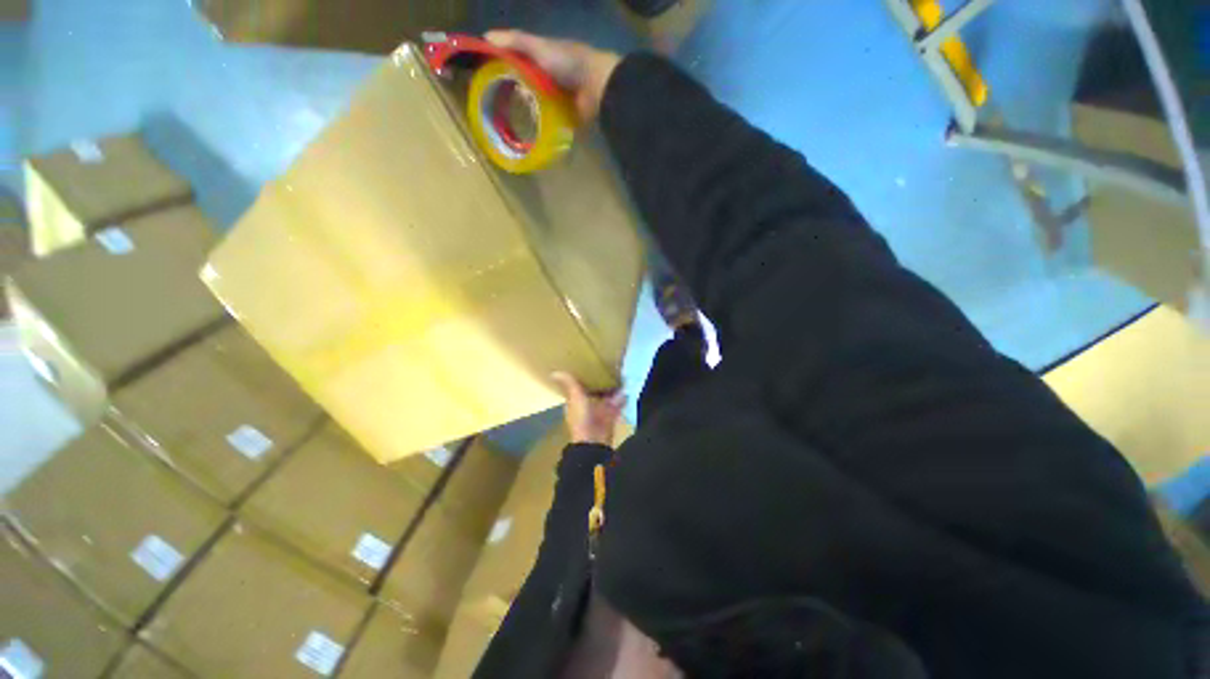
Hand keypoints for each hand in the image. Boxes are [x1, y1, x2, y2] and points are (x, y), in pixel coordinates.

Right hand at [485, 30, 621, 120]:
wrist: (597, 87)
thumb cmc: (568, 63)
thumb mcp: (539, 47)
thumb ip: (515, 42)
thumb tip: (485, 37)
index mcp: (541, 60)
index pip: (517, 63)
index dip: (502, 69)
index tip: (487, 79)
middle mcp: (548, 79)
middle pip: (525, 87)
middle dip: (513, 95)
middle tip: (498, 107)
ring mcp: (557, 100)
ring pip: (535, 106)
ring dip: (526, 112)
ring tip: (510, 123)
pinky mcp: (564, 118)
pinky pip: (549, 124)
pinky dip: (539, 127)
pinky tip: (527, 133)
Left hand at [551, 372, 625, 445]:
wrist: (594, 441)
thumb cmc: (581, 417)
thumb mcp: (575, 397)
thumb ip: (570, 384)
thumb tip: (554, 372)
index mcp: (575, 402)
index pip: (577, 388)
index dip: (582, 379)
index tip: (588, 366)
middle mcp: (587, 407)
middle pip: (593, 392)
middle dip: (600, 382)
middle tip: (608, 367)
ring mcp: (599, 413)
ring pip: (606, 398)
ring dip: (612, 390)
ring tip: (620, 375)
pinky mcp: (610, 417)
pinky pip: (617, 406)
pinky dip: (622, 399)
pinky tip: (627, 389)